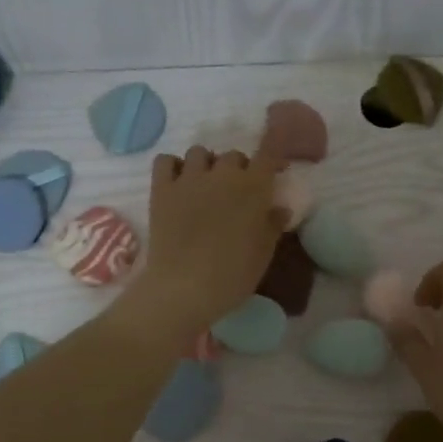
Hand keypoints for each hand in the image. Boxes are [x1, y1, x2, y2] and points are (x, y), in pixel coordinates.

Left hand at [127, 145, 284, 341]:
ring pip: (199, 153)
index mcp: (253, 187)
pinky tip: (178, 184)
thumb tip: (280, 208)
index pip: (268, 154)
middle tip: (236, 193)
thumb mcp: (263, 254)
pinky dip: (173, 167)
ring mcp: (189, 179)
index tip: (275, 169)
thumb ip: (273, 225)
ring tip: (205, 186)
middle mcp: (222, 174)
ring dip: (206, 165)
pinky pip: (165, 161)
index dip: (274, 156)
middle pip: (233, 156)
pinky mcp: (162, 189)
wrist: (185, 288)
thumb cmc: (233, 275)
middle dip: (238, 169)